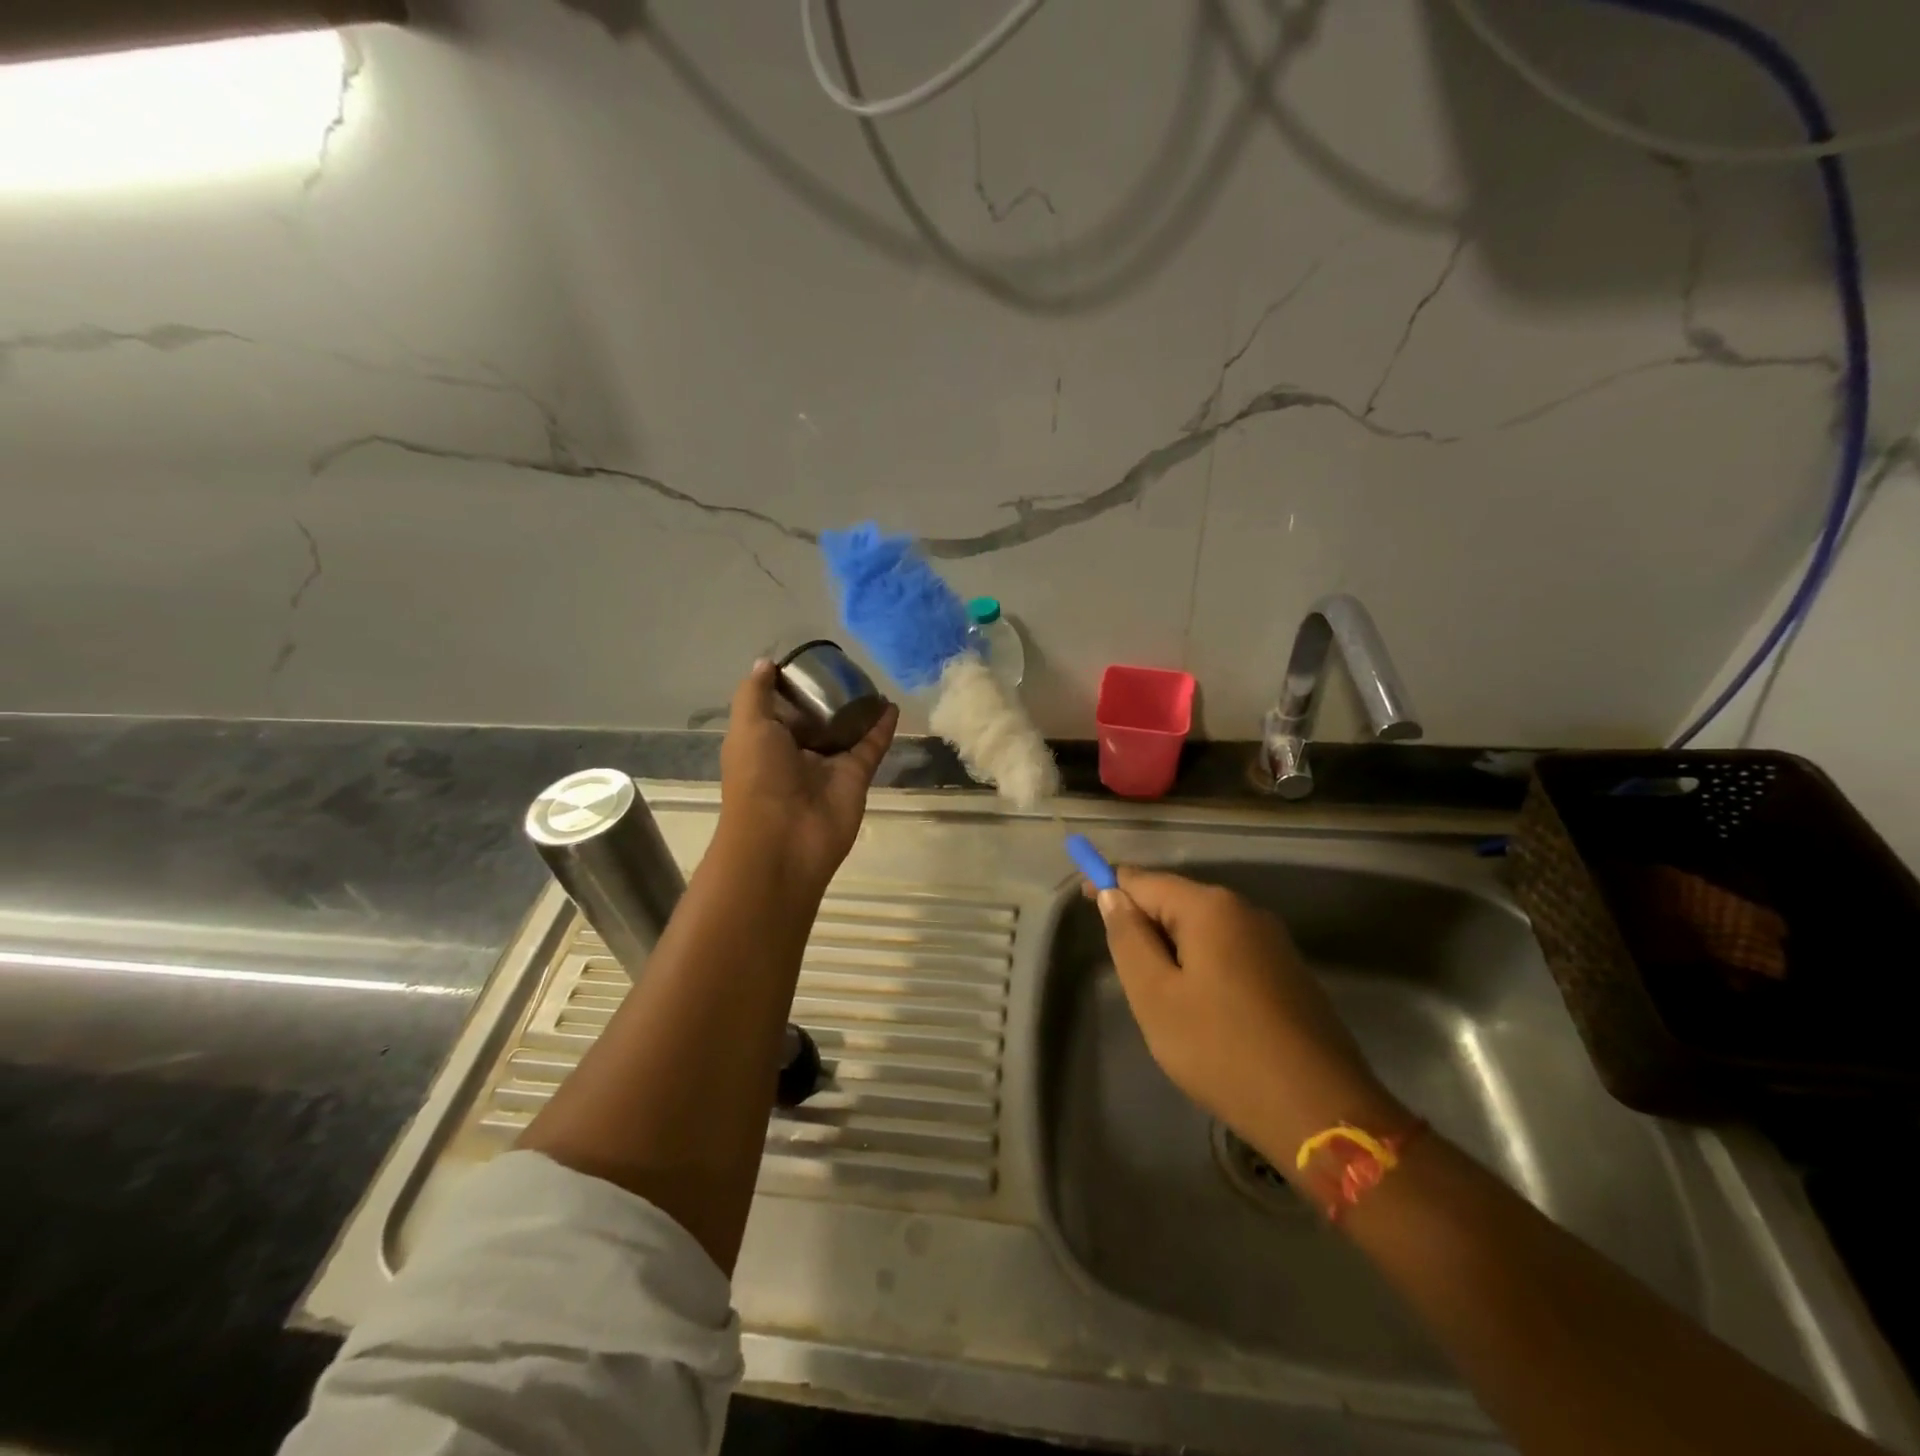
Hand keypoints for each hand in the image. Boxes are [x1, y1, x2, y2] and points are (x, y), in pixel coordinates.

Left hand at [716, 661, 898, 894]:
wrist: (784, 840)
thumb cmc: (758, 778)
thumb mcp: (747, 727)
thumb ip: (755, 693)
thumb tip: (767, 662)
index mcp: (764, 741)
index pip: (778, 708)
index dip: (790, 685)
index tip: (807, 659)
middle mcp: (795, 753)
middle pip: (816, 718)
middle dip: (828, 696)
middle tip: (846, 666)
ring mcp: (827, 766)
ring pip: (846, 732)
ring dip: (859, 710)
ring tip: (872, 681)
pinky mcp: (855, 778)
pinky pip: (871, 747)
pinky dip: (882, 728)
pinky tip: (892, 705)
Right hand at [1094, 868, 1407, 1176]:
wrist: (1320, 1112)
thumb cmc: (1222, 1050)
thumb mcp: (1155, 996)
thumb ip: (1128, 938)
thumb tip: (1112, 895)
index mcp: (1210, 908)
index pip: (1144, 880)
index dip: (1110, 885)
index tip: (1082, 898)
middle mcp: (1245, 911)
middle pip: (1176, 902)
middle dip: (1144, 924)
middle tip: (1125, 972)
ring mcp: (1273, 942)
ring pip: (1204, 930)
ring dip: (1173, 950)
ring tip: (1160, 998)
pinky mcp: (1289, 973)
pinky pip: (1230, 953)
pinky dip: (1203, 966)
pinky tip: (1201, 1010)